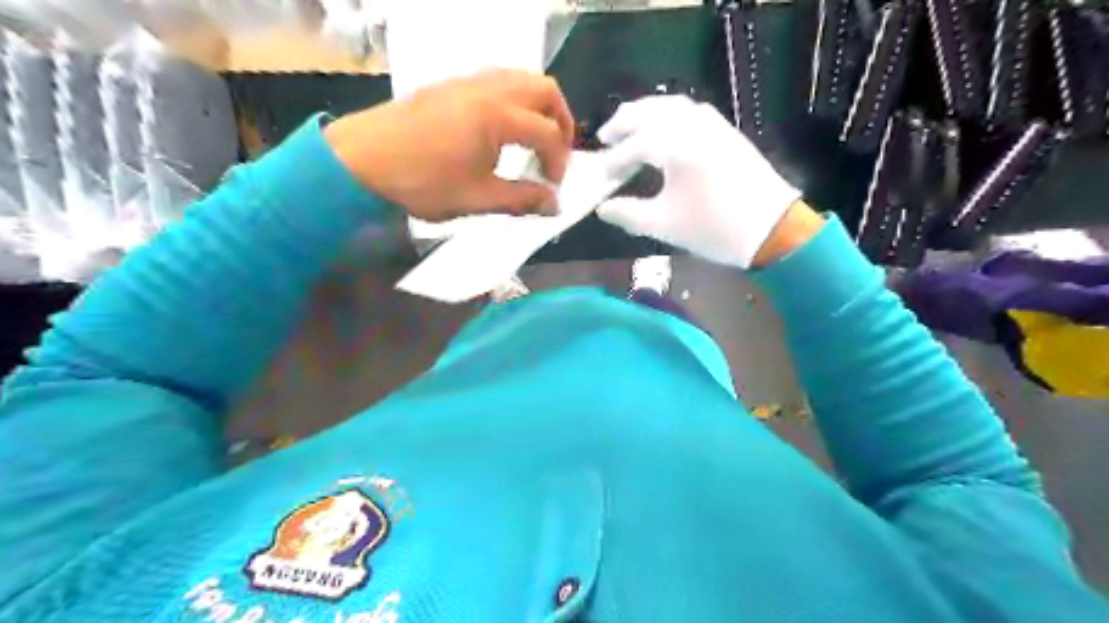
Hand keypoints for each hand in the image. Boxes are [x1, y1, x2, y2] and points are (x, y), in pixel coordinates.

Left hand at [327, 69, 576, 219]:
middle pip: (544, 90)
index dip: (559, 162)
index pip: (548, 133)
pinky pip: (497, 79)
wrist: (361, 161)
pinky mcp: (451, 85)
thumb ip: (522, 199)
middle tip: (556, 155)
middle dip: (560, 122)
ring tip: (534, 139)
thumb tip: (554, 206)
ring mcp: (467, 81)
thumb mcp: (477, 198)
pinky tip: (503, 129)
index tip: (552, 188)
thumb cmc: (422, 182)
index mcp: (498, 115)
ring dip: (538, 106)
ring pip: (521, 78)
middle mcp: (489, 88)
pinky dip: (515, 99)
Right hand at [597, 94, 806, 268]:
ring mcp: (714, 125)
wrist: (771, 229)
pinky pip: (692, 111)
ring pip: (672, 106)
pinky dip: (670, 114)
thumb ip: (628, 214)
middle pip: (651, 111)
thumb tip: (603, 208)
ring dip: (647, 113)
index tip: (600, 175)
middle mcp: (693, 125)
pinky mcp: (727, 132)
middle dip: (625, 122)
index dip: (613, 160)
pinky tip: (666, 131)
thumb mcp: (664, 225)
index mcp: (676, 146)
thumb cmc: (714, 228)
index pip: (634, 145)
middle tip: (606, 137)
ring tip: (631, 129)